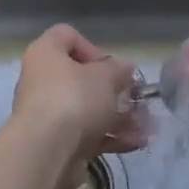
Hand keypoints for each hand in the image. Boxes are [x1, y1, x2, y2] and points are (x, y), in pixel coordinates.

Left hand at [11, 25, 144, 185]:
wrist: (46, 152)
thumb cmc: (74, 99)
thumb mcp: (106, 77)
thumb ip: (119, 70)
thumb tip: (125, 67)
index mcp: (46, 54)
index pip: (67, 36)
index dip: (93, 48)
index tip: (111, 67)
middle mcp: (42, 80)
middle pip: (81, 78)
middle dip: (114, 91)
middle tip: (136, 99)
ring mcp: (48, 114)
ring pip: (88, 109)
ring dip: (119, 117)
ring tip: (146, 126)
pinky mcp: (56, 142)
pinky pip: (87, 134)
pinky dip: (110, 137)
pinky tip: (136, 142)